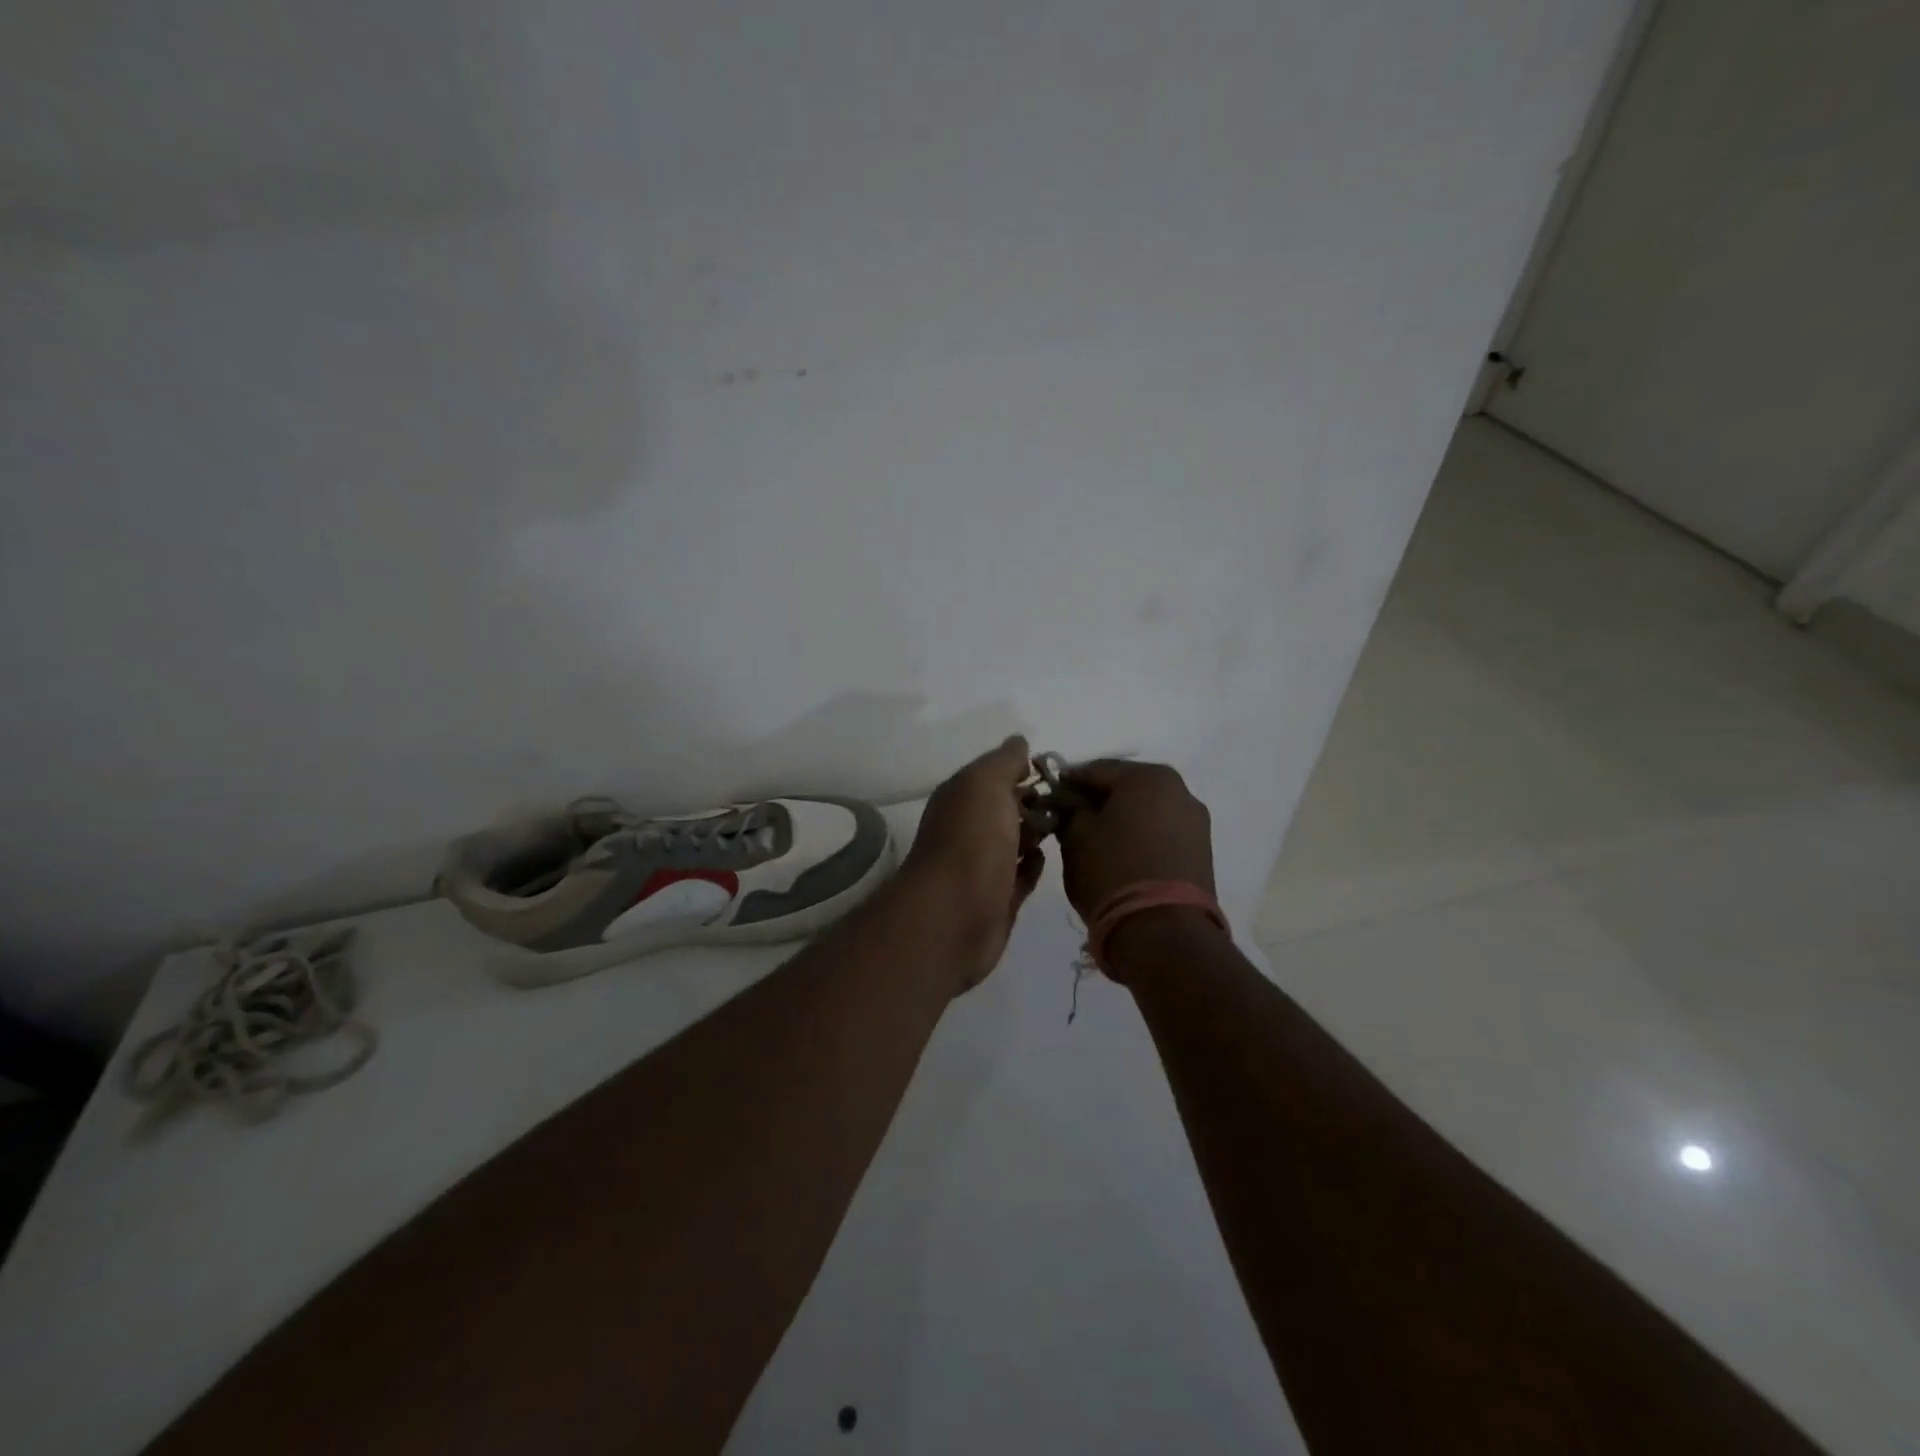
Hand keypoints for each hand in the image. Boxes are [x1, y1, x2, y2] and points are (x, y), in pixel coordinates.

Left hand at [902, 735, 1045, 993]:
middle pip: (1004, 808)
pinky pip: (1018, 876)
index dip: (1022, 770)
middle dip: (1034, 802)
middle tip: (1069, 801)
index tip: (1056, 772)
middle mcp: (967, 829)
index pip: (993, 776)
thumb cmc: (971, 840)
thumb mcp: (986, 784)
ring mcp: (981, 866)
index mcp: (960, 798)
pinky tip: (1046, 858)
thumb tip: (1019, 742)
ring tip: (1067, 826)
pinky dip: (1031, 866)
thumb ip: (1004, 761)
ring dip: (1035, 832)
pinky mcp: (996, 900)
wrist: (955, 915)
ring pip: (1013, 842)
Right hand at [1056, 760, 1214, 927]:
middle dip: (1097, 801)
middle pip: (1125, 788)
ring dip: (1120, 820)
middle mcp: (1179, 790)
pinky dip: (1139, 837)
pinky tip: (1120, 857)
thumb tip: (1069, 802)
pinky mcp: (1202, 852)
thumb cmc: (1112, 872)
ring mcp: (1195, 822)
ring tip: (1093, 843)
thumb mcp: (1075, 837)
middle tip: (1069, 821)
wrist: (1164, 932)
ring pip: (1145, 811)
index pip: (1095, 769)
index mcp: (1147, 777)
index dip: (1068, 783)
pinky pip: (1161, 833)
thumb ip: (1069, 810)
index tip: (1048, 799)